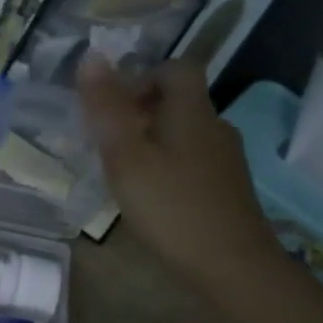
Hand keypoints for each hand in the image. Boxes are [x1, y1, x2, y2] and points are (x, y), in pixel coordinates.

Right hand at [76, 56, 282, 294]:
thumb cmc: (172, 207)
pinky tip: (149, 197)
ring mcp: (225, 160)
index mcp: (192, 112)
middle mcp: (215, 128)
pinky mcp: (226, 189)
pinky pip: (191, 161)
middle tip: (105, 141)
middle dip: (139, 111)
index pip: (177, 68)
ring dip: (151, 141)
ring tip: (121, 171)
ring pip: (183, 133)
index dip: (143, 75)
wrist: (232, 267)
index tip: (112, 105)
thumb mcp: (126, 156)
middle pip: (179, 101)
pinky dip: (166, 166)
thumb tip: (91, 56)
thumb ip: (106, 108)